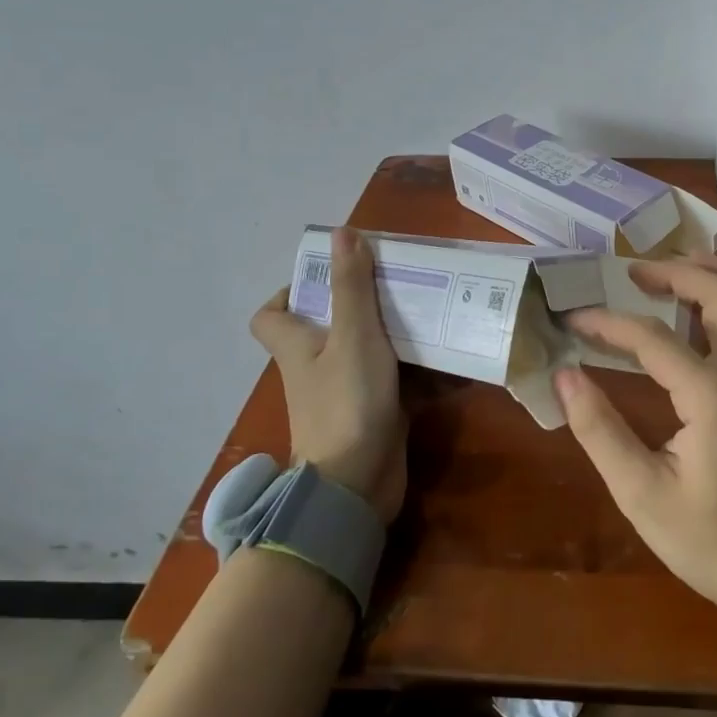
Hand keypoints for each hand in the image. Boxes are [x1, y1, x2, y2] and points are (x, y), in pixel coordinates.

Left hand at [250, 228, 406, 521]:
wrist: (357, 484)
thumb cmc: (347, 402)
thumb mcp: (353, 336)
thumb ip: (351, 287)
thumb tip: (341, 232)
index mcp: (296, 346)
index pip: (270, 315)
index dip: (289, 292)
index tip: (329, 276)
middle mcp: (315, 368)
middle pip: (325, 327)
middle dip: (359, 304)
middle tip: (396, 282)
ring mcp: (344, 392)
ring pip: (364, 350)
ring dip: (392, 332)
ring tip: (428, 307)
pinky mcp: (373, 412)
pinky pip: (392, 379)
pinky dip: (414, 367)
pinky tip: (446, 352)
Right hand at [555, 253, 716, 611]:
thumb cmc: (705, 537)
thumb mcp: (639, 492)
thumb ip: (599, 428)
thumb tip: (565, 375)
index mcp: (712, 395)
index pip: (652, 338)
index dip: (609, 323)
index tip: (575, 320)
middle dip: (677, 272)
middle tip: (637, 271)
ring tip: (688, 264)